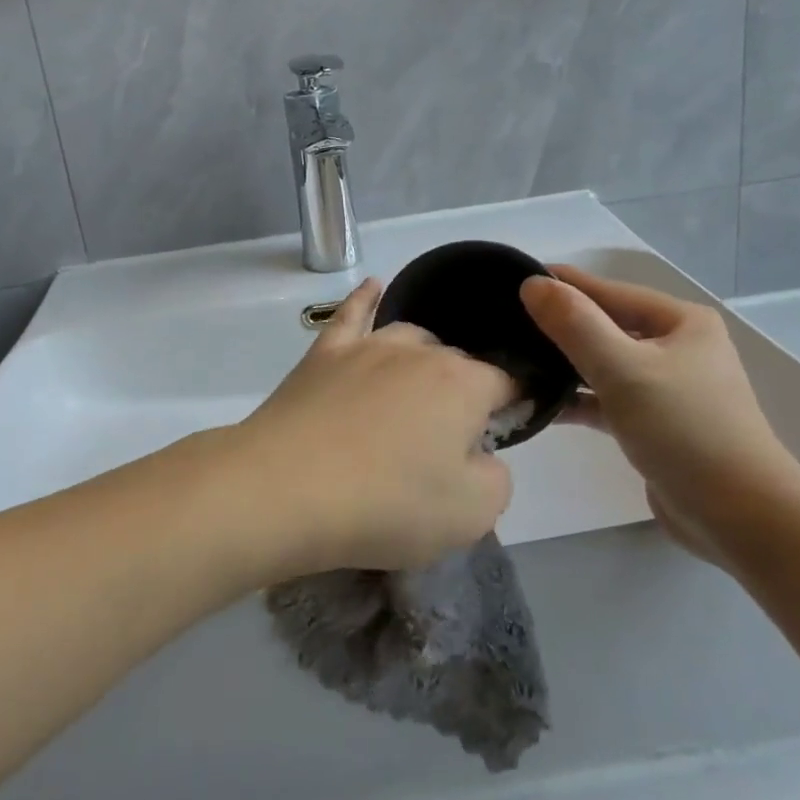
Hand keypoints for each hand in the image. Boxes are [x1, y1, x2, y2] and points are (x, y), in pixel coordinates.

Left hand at [225, 279, 516, 577]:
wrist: (286, 489)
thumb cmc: (388, 505)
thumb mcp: (473, 514)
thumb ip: (496, 478)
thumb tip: (481, 455)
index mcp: (464, 384)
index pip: (507, 383)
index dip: (513, 406)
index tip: (504, 433)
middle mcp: (420, 352)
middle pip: (457, 362)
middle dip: (464, 392)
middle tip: (447, 441)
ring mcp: (367, 346)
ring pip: (411, 337)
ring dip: (424, 359)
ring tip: (418, 393)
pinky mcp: (324, 354)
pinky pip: (351, 314)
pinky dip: (366, 299)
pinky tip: (373, 285)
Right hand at [520, 267, 799, 565]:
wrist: (741, 518)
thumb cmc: (685, 430)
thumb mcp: (623, 369)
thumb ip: (575, 324)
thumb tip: (533, 283)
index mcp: (680, 322)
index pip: (609, 292)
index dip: (562, 284)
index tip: (513, 278)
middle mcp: (677, 347)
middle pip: (606, 326)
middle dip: (558, 326)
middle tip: (505, 322)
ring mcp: (668, 388)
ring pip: (605, 364)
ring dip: (565, 365)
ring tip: (513, 360)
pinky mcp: (655, 424)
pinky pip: (608, 400)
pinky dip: (578, 400)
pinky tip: (540, 405)